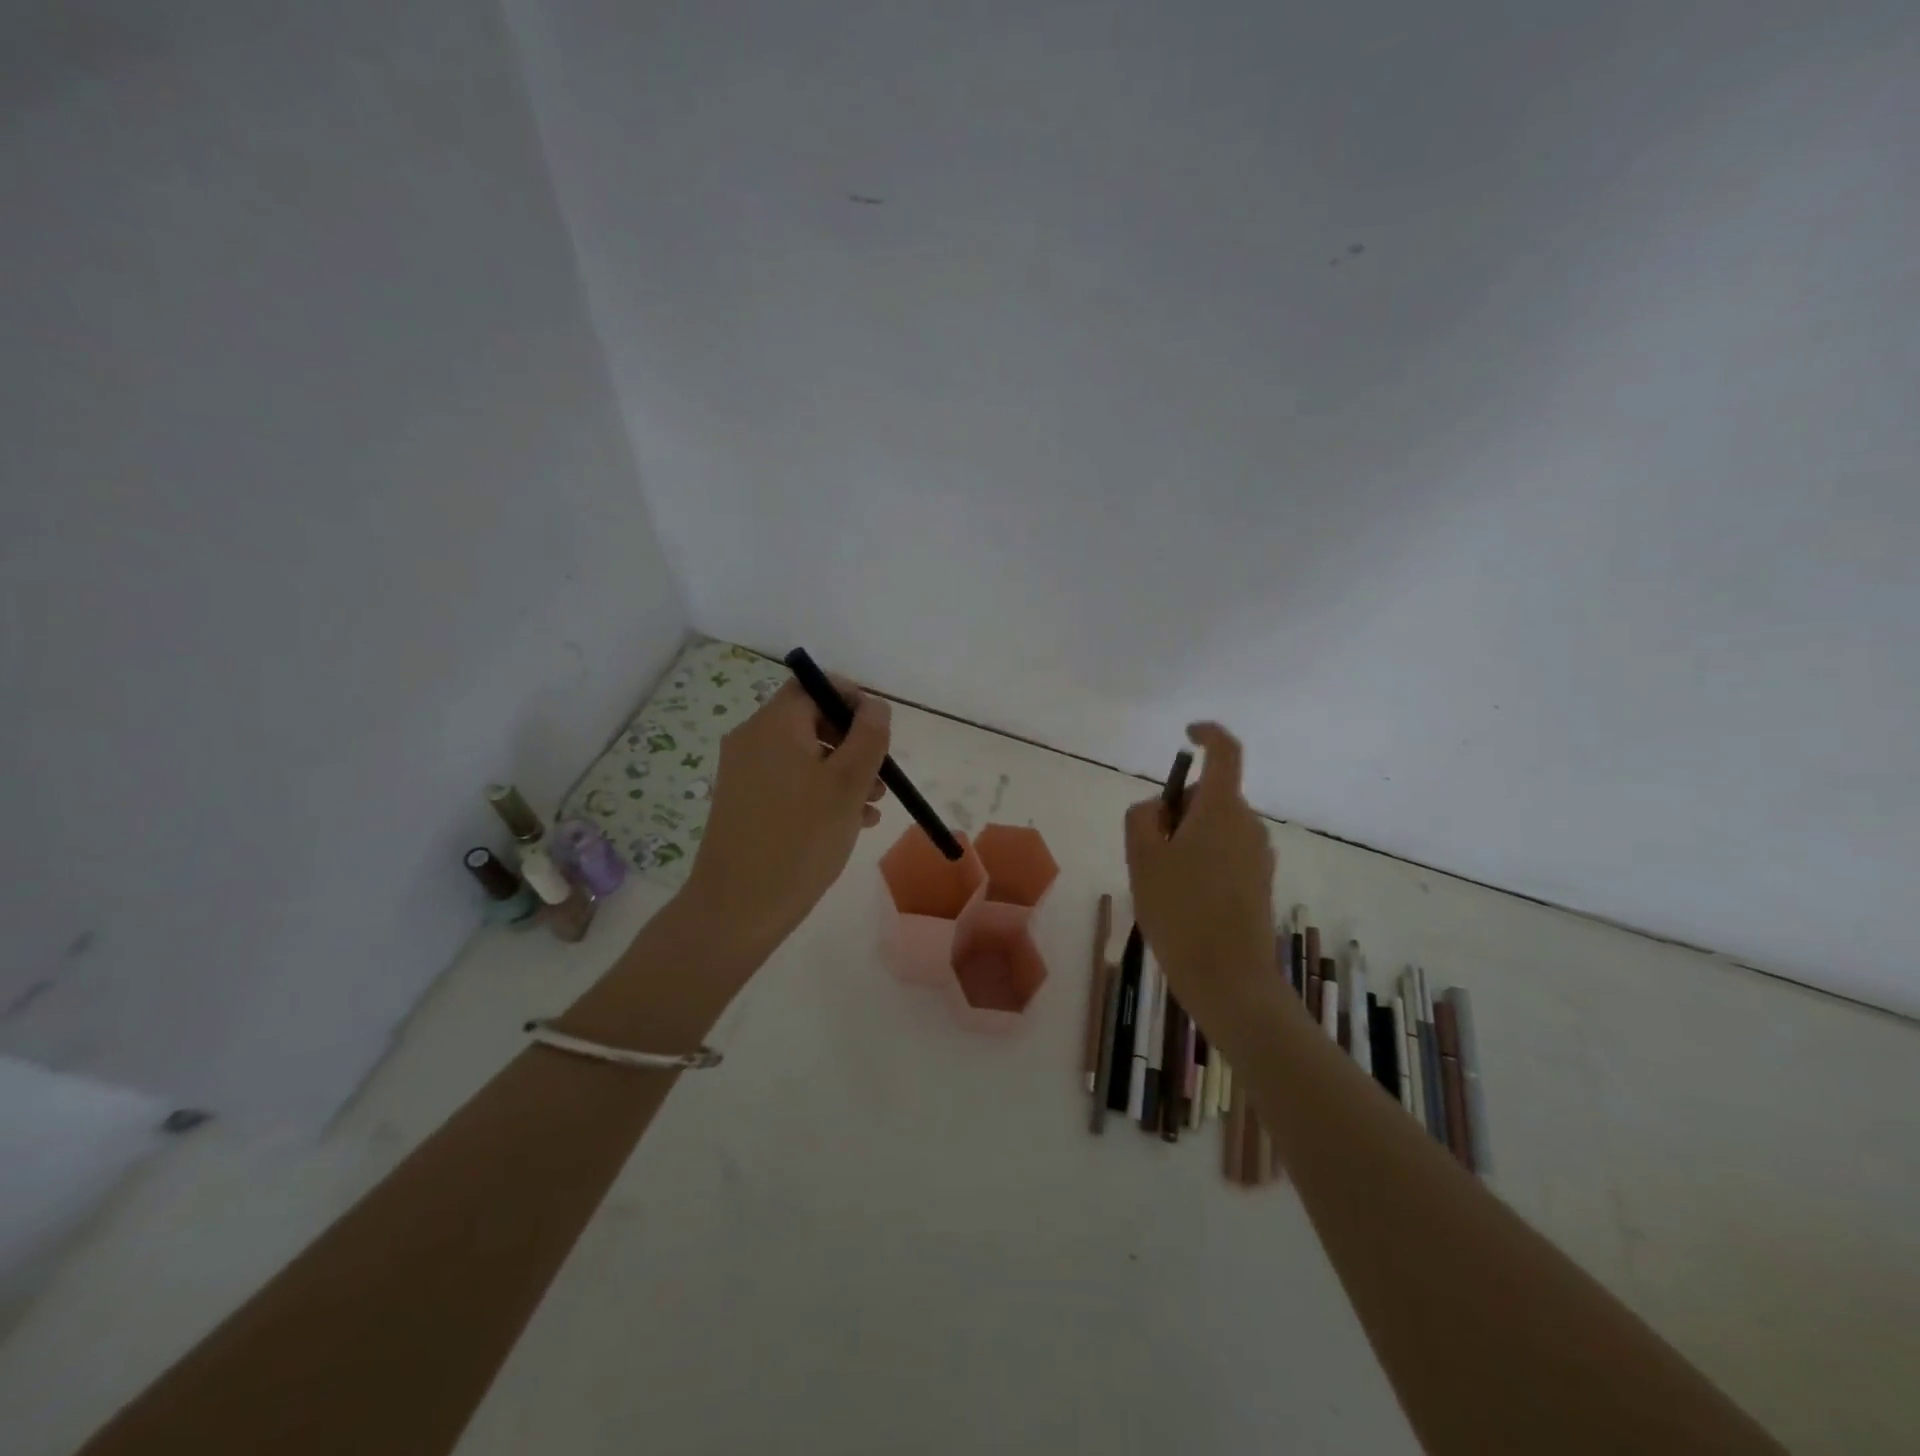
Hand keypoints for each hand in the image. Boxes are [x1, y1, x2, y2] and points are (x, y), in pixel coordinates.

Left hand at [681, 674, 890, 955]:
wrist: (736, 909)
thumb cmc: (799, 839)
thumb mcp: (848, 784)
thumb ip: (868, 737)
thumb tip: (874, 705)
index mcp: (774, 724)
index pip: (814, 685)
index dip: (851, 699)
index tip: (880, 731)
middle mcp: (753, 739)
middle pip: (811, 720)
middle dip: (853, 743)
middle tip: (881, 776)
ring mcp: (745, 773)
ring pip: (804, 755)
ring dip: (843, 772)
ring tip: (872, 806)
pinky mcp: (745, 803)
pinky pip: (790, 781)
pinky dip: (820, 791)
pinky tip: (850, 822)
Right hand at [1124, 723, 1277, 1028]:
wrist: (1228, 977)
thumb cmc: (1179, 910)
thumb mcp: (1142, 858)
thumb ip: (1142, 818)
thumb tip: (1157, 807)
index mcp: (1222, 809)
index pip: (1225, 752)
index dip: (1207, 734)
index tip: (1186, 735)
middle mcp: (1248, 823)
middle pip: (1210, 795)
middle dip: (1176, 808)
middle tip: (1147, 848)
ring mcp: (1259, 854)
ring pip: (1215, 826)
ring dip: (1187, 838)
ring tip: (1162, 882)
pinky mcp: (1260, 881)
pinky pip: (1226, 852)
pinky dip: (1201, 859)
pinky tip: (1184, 900)